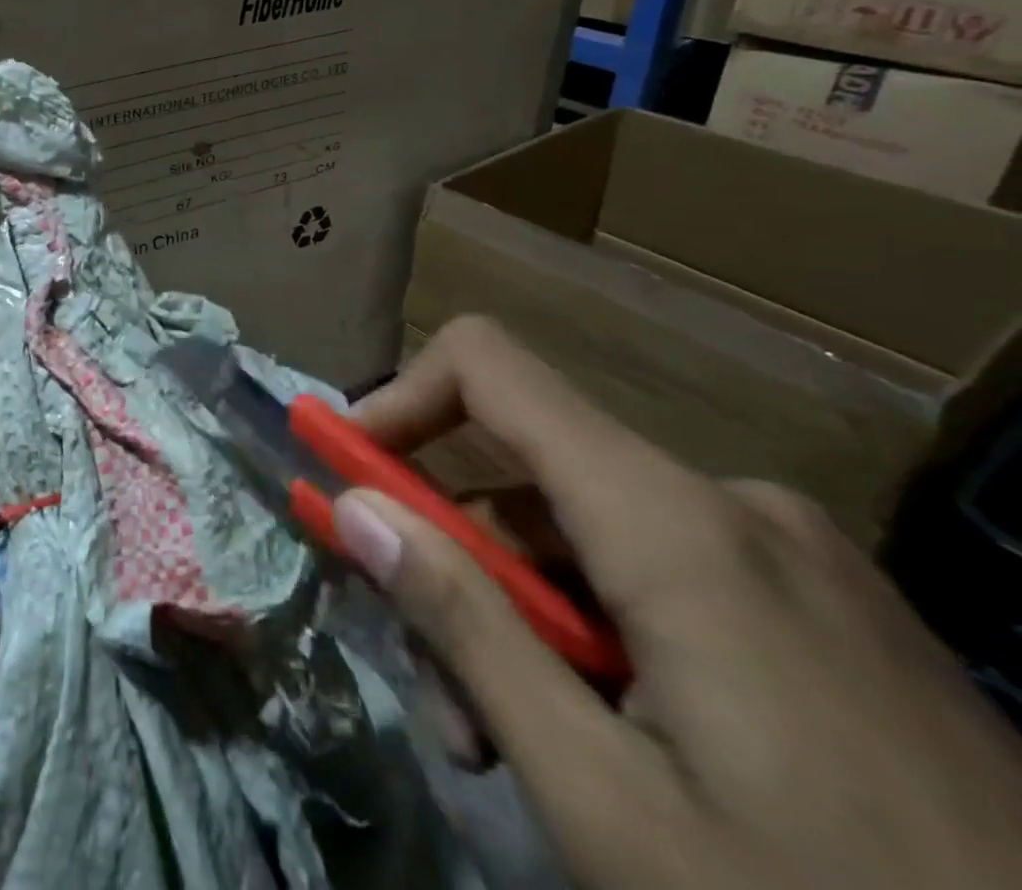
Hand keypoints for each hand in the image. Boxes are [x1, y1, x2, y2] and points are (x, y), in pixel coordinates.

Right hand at [332, 316, 1021, 889]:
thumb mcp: (605, 801)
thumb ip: (464, 629)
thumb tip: (353, 508)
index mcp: (674, 520)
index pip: (488, 367)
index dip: (397, 400)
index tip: (346, 473)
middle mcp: (727, 501)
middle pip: (525, 475)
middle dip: (455, 561)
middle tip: (437, 691)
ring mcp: (788, 552)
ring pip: (586, 535)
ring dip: (521, 617)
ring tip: (516, 748)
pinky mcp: (822, 606)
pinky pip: (659, 571)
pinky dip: (596, 631)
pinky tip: (615, 742)